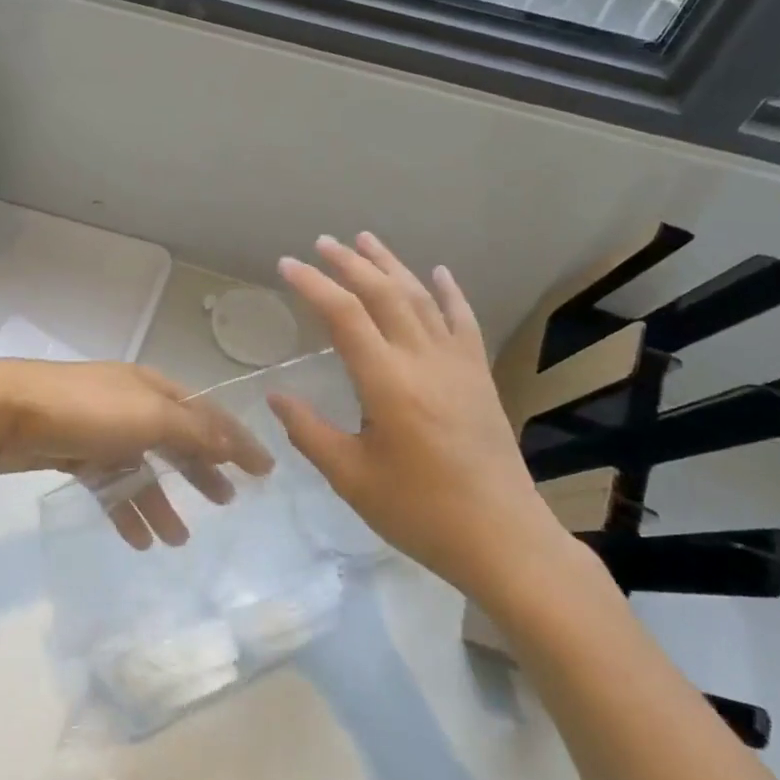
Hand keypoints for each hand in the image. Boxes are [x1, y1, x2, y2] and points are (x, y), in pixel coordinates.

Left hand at [0, 360, 272, 550]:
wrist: (4, 411)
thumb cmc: (85, 409)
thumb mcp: (148, 416)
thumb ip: (191, 431)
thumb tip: (230, 444)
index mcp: (152, 388)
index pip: (205, 415)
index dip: (236, 440)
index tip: (264, 470)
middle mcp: (130, 405)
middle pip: (176, 441)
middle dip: (201, 471)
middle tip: (227, 502)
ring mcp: (101, 430)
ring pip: (142, 469)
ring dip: (161, 501)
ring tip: (180, 539)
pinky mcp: (73, 454)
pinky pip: (110, 485)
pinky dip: (125, 510)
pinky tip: (138, 541)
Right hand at [269, 233, 568, 602]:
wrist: (504, 539)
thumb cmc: (420, 512)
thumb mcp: (351, 478)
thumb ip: (309, 432)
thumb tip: (276, 397)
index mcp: (387, 382)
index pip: (344, 315)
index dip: (313, 285)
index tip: (287, 265)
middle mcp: (423, 360)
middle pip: (383, 294)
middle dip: (350, 263)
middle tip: (322, 243)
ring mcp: (458, 365)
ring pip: (421, 298)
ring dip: (392, 265)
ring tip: (367, 240)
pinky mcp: (480, 377)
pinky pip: (463, 322)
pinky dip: (450, 293)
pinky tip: (439, 273)